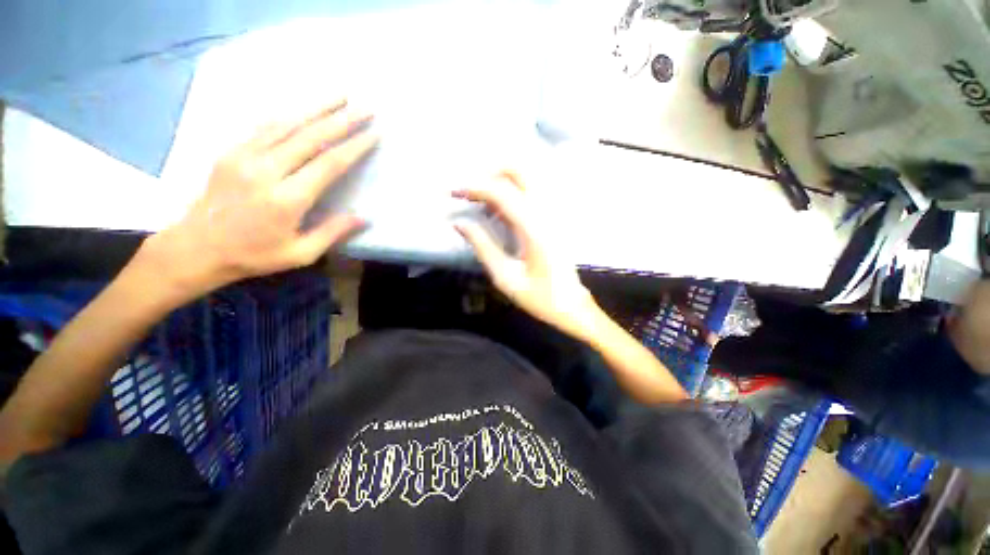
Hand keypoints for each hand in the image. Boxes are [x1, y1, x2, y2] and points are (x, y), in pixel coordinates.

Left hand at [138, 100, 377, 301]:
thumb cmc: (254, 255)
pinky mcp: (231, 151)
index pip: (329, 164)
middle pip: (311, 137)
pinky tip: (302, 106)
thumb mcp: (300, 253)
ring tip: (340, 95)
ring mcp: (245, 156)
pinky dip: (288, 113)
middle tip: (365, 107)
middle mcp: (267, 171)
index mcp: (288, 199)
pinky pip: (264, 126)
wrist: (196, 247)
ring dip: (316, 107)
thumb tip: (363, 217)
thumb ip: (332, 232)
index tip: (374, 134)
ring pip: (287, 123)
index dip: (354, 147)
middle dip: (342, 120)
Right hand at [454, 172, 603, 340]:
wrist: (571, 306)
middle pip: (521, 173)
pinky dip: (511, 194)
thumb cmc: (539, 297)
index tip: (453, 192)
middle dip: (491, 174)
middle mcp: (547, 214)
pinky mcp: (554, 220)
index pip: (503, 193)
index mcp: (534, 229)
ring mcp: (554, 215)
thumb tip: (459, 223)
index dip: (475, 188)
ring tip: (481, 202)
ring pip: (527, 179)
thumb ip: (483, 247)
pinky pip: (531, 194)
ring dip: (501, 182)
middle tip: (470, 191)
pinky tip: (498, 212)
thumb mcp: (506, 277)